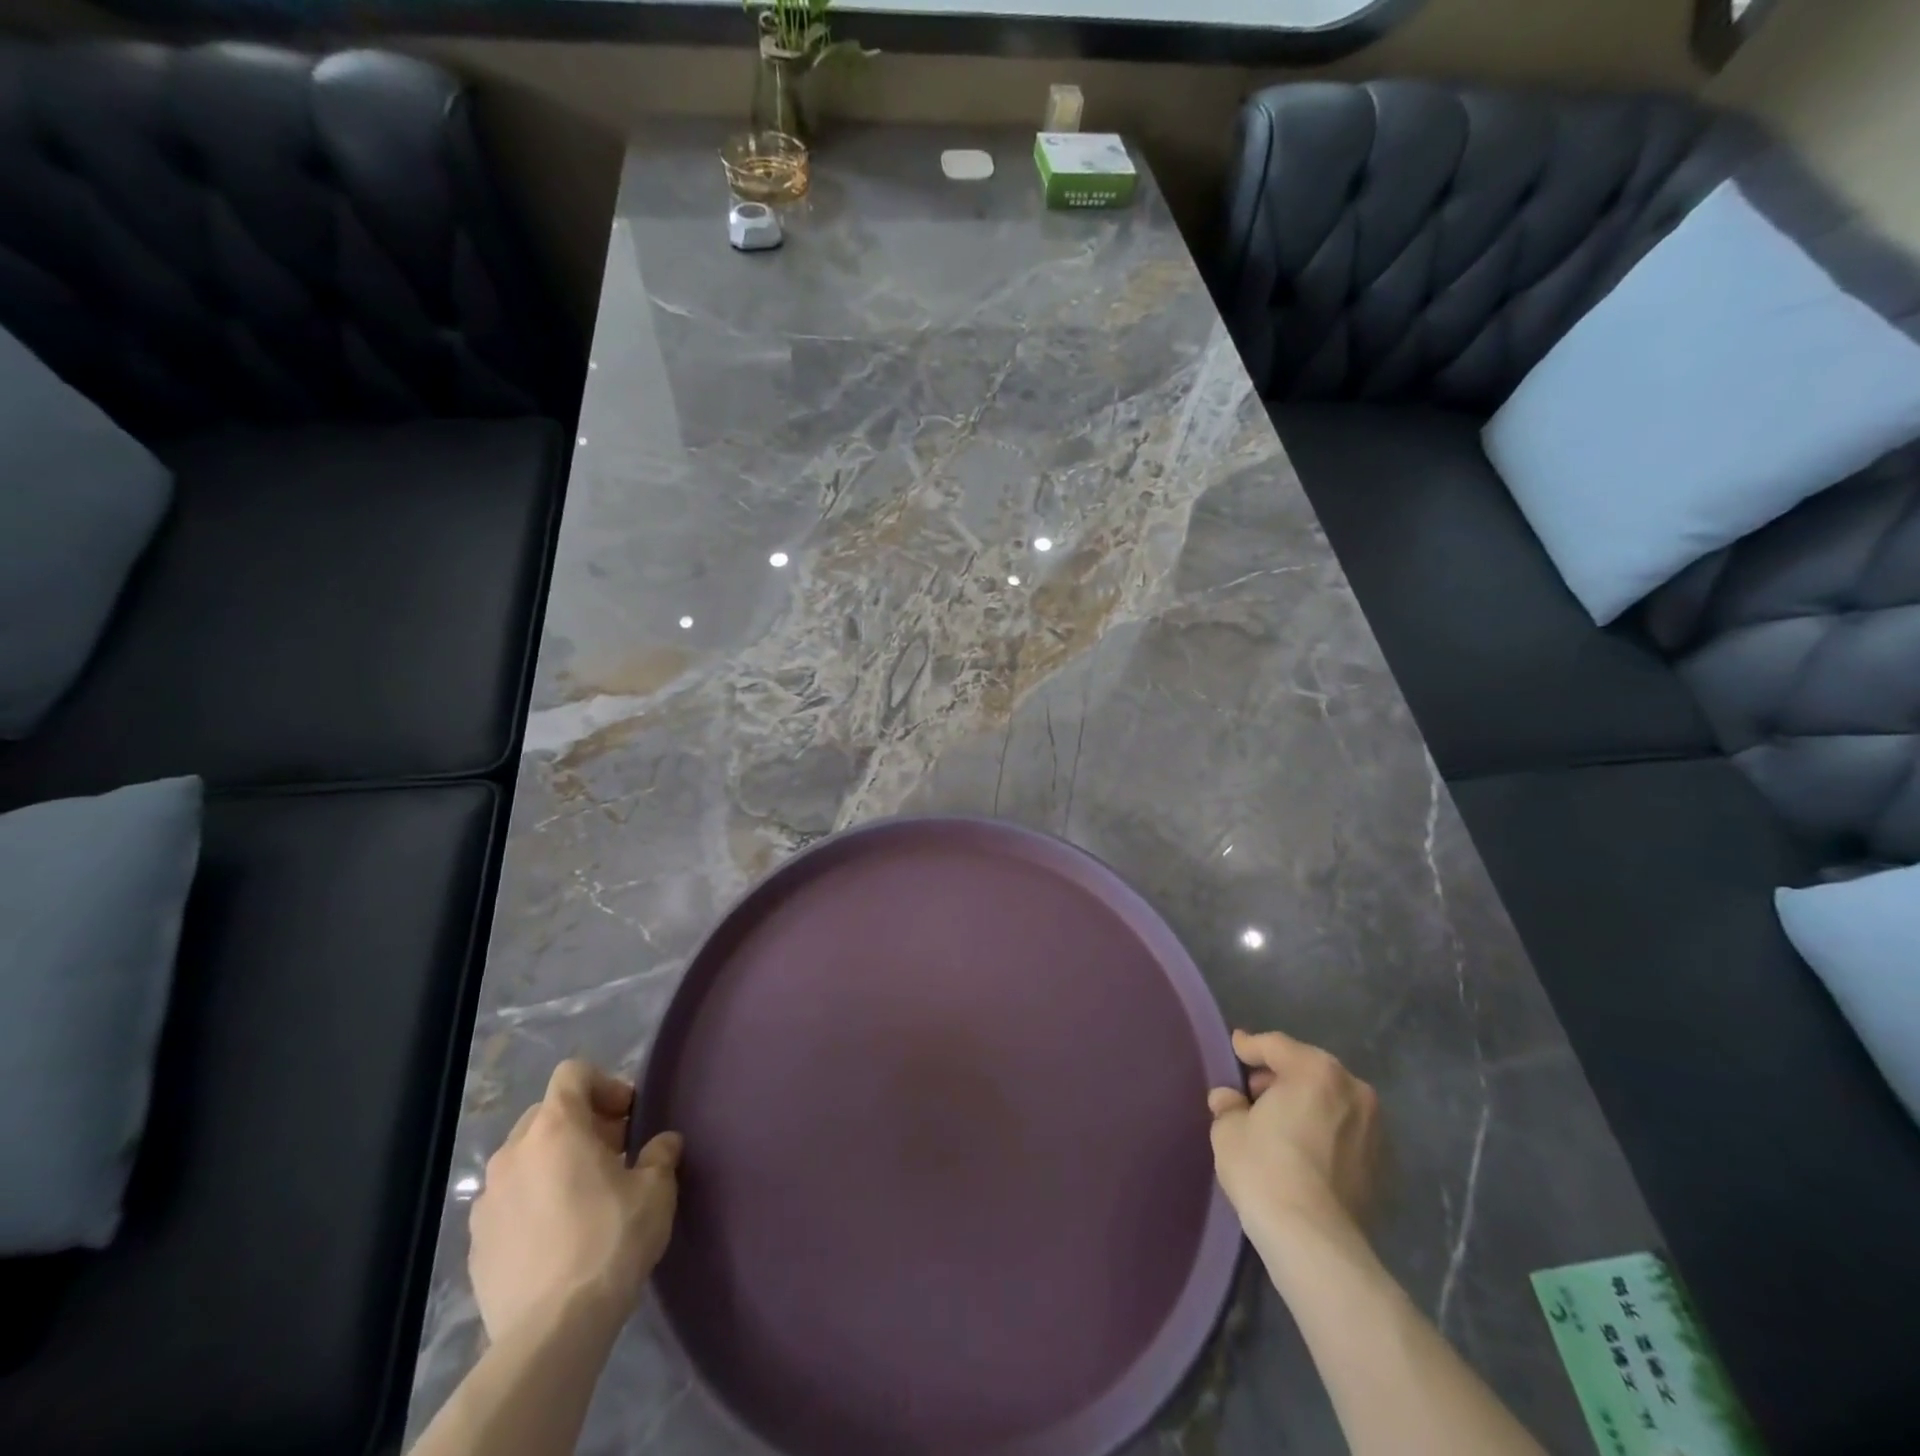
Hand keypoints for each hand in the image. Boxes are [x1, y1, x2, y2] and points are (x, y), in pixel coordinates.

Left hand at [469, 1060, 681, 1344]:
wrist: (552, 1331)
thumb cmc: (611, 1240)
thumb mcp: (656, 1189)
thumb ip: (660, 1154)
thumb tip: (662, 1144)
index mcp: (555, 1128)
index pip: (573, 1073)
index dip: (605, 1084)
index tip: (628, 1117)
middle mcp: (513, 1153)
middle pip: (547, 1113)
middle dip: (581, 1125)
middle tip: (613, 1154)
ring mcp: (486, 1200)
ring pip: (525, 1159)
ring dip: (554, 1163)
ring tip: (584, 1197)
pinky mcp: (475, 1243)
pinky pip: (508, 1201)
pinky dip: (532, 1202)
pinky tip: (558, 1236)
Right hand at [1206, 1029, 1380, 1248]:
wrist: (1314, 1241)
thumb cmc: (1265, 1169)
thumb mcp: (1229, 1130)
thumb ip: (1229, 1105)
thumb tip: (1229, 1100)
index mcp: (1315, 1070)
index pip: (1275, 1045)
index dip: (1250, 1047)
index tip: (1236, 1048)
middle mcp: (1353, 1090)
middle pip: (1308, 1069)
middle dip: (1281, 1077)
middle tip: (1253, 1094)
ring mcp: (1374, 1129)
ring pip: (1331, 1101)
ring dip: (1306, 1104)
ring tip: (1279, 1124)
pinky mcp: (1382, 1165)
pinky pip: (1344, 1133)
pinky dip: (1324, 1132)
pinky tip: (1302, 1151)